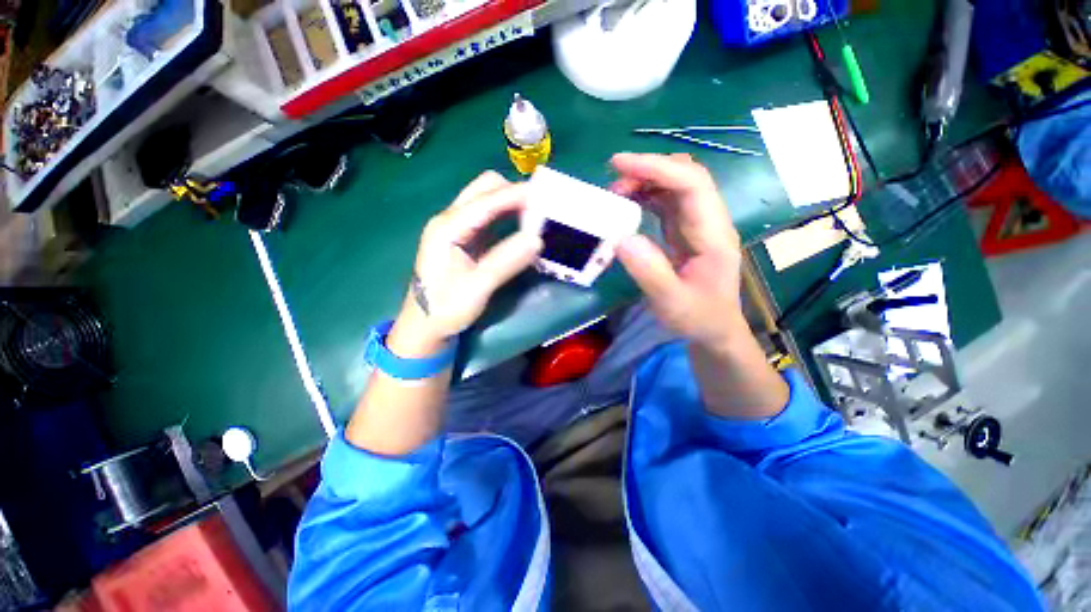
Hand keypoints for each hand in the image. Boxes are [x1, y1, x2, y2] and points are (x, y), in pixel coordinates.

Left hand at [389, 171, 542, 355]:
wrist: (424, 325)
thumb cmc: (445, 309)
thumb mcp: (476, 288)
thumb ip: (505, 262)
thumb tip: (536, 239)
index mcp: (447, 228)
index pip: (486, 201)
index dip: (516, 195)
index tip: (545, 195)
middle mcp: (450, 219)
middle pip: (484, 189)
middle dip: (514, 192)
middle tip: (541, 205)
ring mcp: (457, 227)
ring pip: (487, 200)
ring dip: (512, 202)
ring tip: (538, 212)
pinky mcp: (465, 238)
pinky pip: (489, 216)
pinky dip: (508, 215)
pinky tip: (522, 225)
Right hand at [611, 153, 746, 349]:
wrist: (714, 329)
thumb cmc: (698, 318)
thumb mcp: (672, 303)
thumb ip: (649, 272)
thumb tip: (622, 238)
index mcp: (713, 234)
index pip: (692, 184)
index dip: (657, 168)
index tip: (619, 165)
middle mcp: (708, 221)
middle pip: (685, 176)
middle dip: (648, 171)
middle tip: (613, 185)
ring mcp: (696, 224)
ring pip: (675, 186)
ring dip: (645, 182)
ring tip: (615, 195)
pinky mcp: (684, 231)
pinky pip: (666, 202)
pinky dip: (645, 196)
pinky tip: (627, 205)